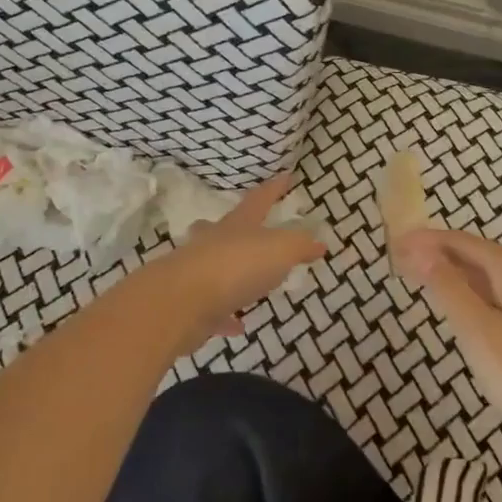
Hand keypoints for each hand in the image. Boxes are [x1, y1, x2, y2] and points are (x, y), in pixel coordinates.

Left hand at [146, 175, 324, 356]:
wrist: (182, 302)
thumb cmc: (236, 266)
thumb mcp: (280, 250)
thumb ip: (300, 245)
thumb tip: (319, 241)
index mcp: (237, 225)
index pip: (259, 200)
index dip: (274, 188)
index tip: (286, 176)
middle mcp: (214, 243)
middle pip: (222, 228)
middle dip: (232, 226)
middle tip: (239, 225)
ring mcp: (198, 273)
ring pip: (214, 266)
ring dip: (229, 271)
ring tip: (244, 280)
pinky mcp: (192, 306)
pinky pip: (213, 309)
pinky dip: (226, 316)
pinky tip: (237, 325)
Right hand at [392, 228, 501, 473]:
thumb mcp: (479, 334)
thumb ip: (447, 288)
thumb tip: (419, 249)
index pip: (463, 242)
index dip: (426, 241)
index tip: (393, 246)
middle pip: (479, 256)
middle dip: (440, 256)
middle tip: (401, 266)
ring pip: (493, 278)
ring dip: (457, 276)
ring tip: (424, 284)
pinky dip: (477, 296)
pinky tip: (465, 313)